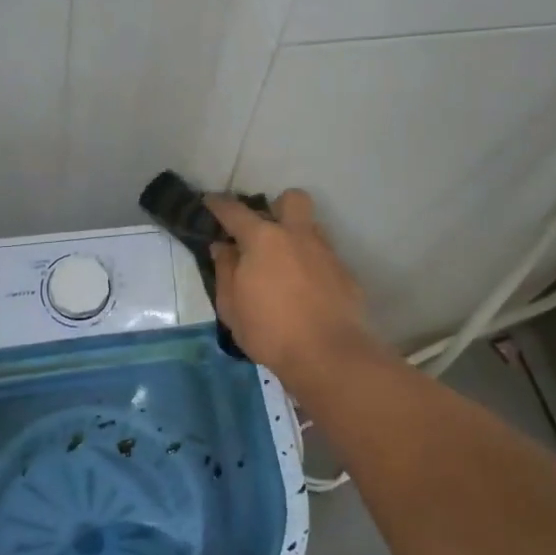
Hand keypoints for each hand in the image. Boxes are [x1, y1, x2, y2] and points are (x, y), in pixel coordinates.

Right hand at [206, 188, 378, 386]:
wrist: (328, 355)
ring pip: (311, 228)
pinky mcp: (345, 274)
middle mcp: (297, 236)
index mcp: (263, 239)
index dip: (219, 204)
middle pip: (291, 199)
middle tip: (264, 233)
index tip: (210, 202)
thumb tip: (224, 247)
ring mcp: (325, 252)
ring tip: (283, 267)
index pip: (235, 211)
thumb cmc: (269, 330)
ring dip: (295, 238)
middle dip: (277, 207)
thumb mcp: (231, 305)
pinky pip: (324, 258)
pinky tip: (305, 293)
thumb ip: (225, 270)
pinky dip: (311, 267)